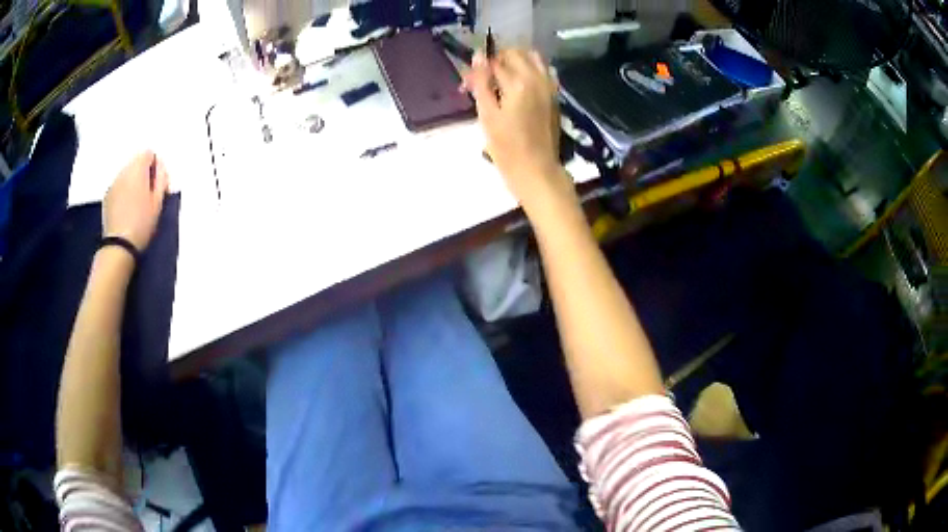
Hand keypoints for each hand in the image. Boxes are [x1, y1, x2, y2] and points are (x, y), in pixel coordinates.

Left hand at [103, 151, 168, 251]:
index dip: (155, 165)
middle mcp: (124, 171)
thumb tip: (161, 166)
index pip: (149, 153)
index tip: (158, 183)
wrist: (119, 246)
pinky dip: (124, 191)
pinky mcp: (107, 196)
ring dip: (133, 182)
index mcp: (138, 169)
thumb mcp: (158, 202)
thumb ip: (162, 178)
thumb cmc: (142, 224)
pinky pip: (119, 186)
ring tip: (137, 204)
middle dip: (143, 173)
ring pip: (127, 174)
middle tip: (149, 195)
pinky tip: (126, 209)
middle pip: (136, 162)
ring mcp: (113, 183)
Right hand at [463, 48, 568, 206]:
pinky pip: (542, 71)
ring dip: (515, 61)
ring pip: (532, 58)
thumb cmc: (506, 147)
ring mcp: (549, 86)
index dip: (478, 70)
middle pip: (515, 53)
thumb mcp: (487, 115)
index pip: (494, 62)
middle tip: (483, 80)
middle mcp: (537, 78)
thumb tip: (478, 56)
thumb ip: (481, 83)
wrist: (537, 170)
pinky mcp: (554, 96)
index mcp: (518, 82)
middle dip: (496, 61)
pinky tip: (517, 86)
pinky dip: (529, 70)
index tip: (468, 85)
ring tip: (500, 79)